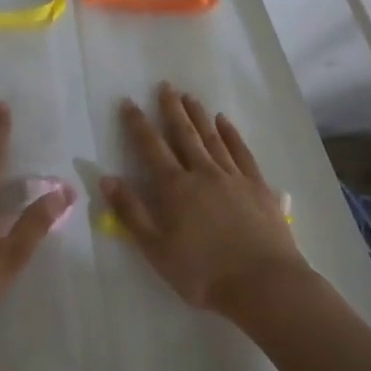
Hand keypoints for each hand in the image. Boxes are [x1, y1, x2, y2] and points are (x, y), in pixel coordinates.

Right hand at [101, 83, 306, 316]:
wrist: (263, 284)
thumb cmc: (202, 273)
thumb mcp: (156, 249)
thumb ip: (131, 212)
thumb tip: (108, 178)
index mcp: (175, 188)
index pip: (151, 148)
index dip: (138, 124)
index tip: (129, 102)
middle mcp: (203, 173)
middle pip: (184, 135)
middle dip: (171, 109)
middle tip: (165, 86)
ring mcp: (233, 177)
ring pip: (212, 138)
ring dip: (199, 116)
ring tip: (190, 97)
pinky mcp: (258, 186)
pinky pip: (241, 152)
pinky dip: (232, 134)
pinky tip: (225, 122)